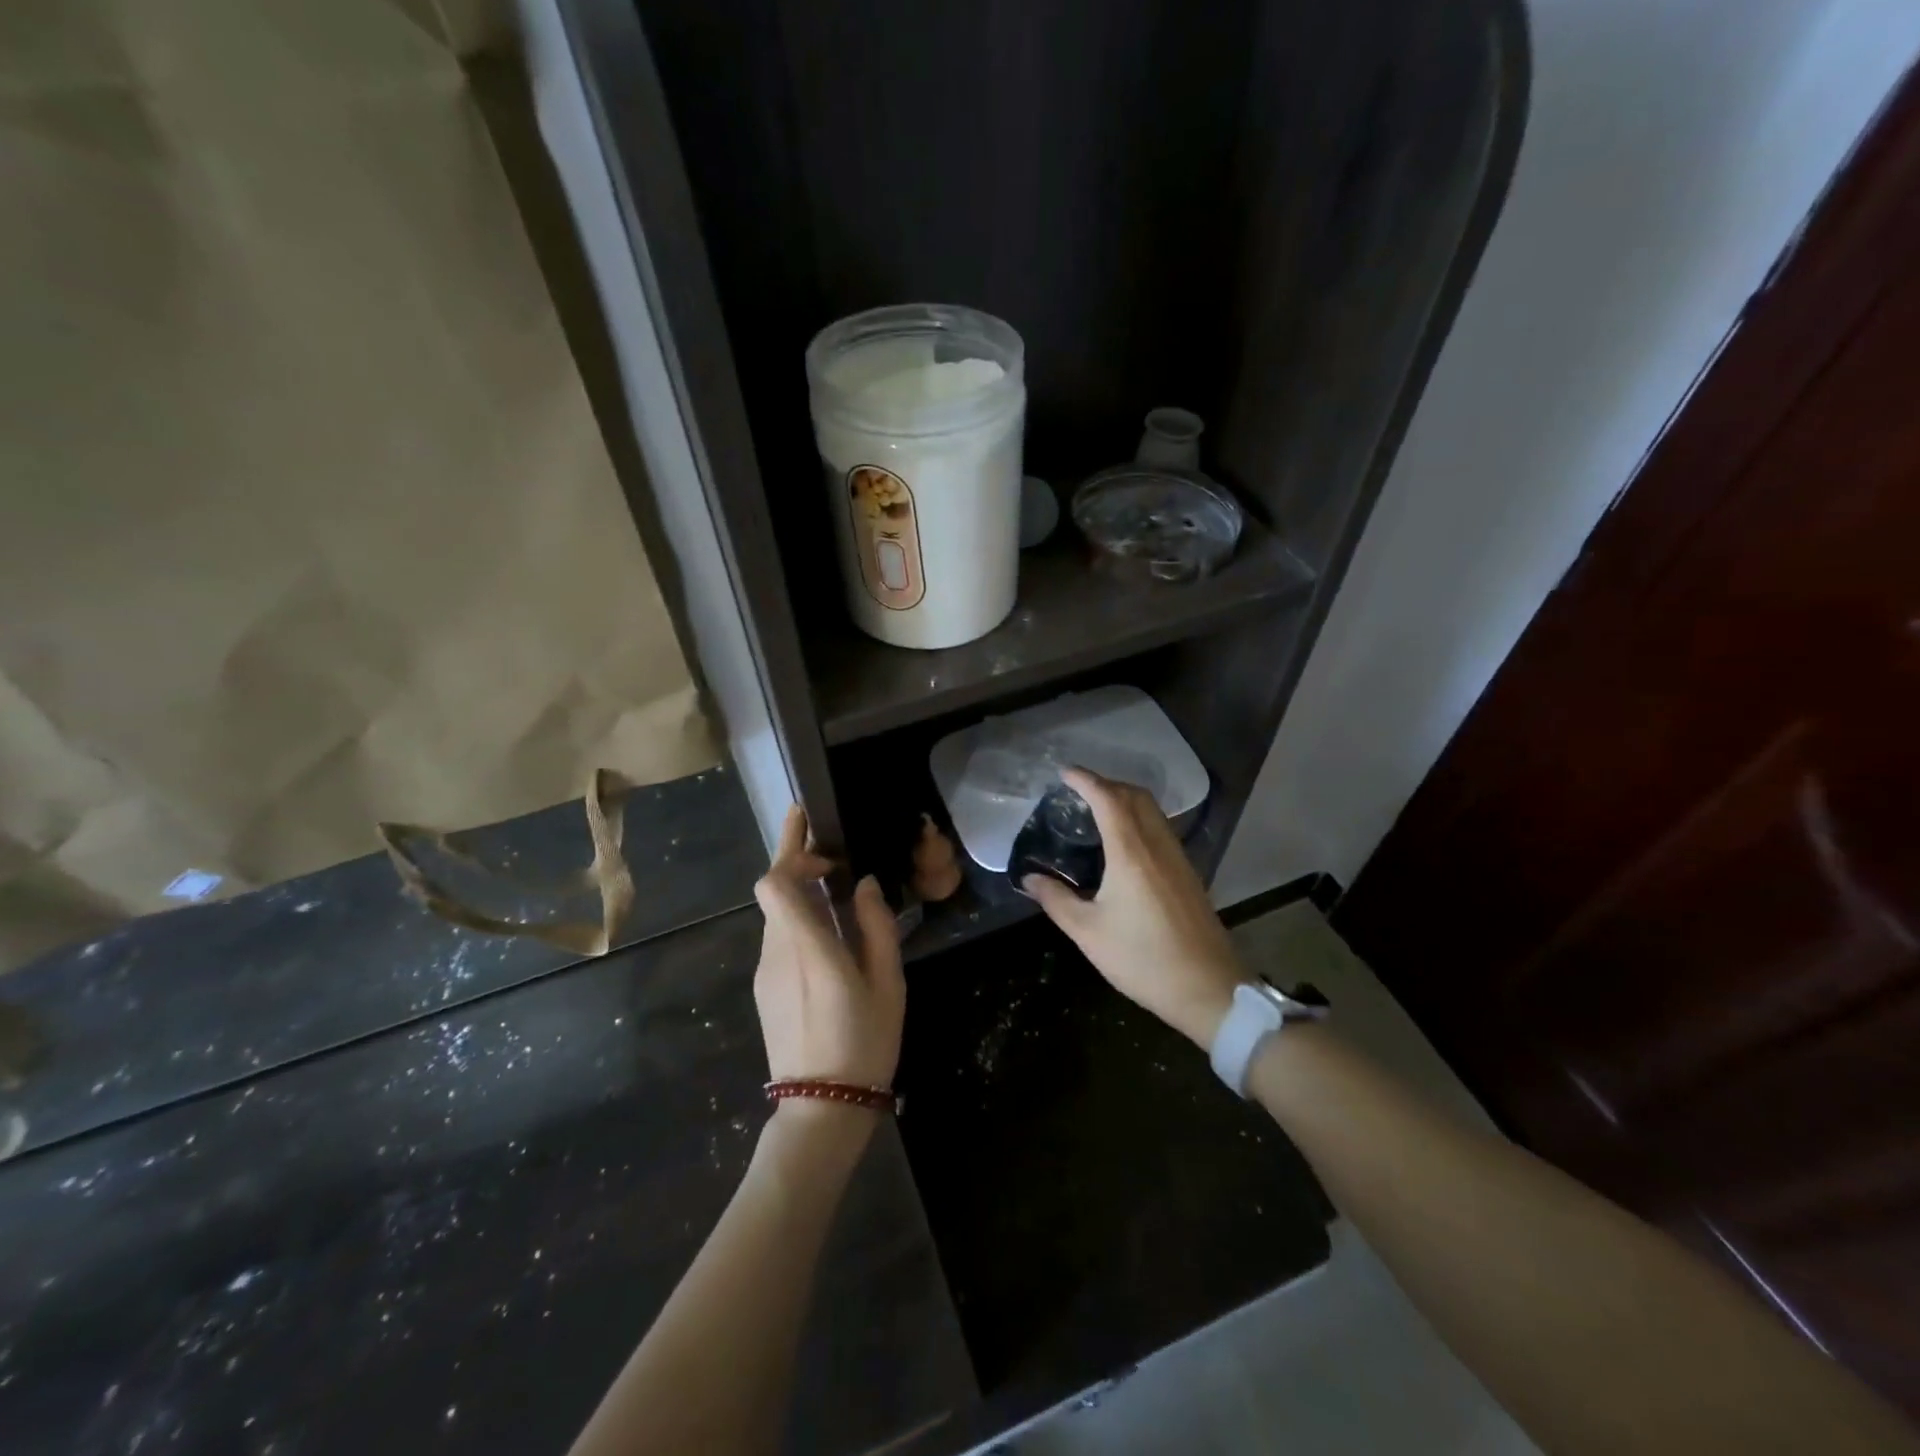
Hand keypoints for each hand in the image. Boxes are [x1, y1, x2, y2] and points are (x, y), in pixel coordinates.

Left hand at [752, 806, 905, 1092]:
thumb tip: (862, 885)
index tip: (815, 836)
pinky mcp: (766, 989)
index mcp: (808, 947)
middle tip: (820, 837)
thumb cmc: (864, 1042)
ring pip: (776, 914)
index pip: (774, 884)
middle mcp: (778, 952)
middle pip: (772, 891)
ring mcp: (767, 972)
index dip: (789, 852)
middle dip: (793, 857)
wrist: (821, 1109)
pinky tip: (828, 930)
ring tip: (835, 885)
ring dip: (799, 890)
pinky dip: (797, 917)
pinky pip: (779, 938)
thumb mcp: (887, 983)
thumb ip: (876, 927)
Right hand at [1023, 768, 1243, 1048]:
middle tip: (1077, 792)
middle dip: (1106, 784)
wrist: (1209, 989)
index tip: (1064, 772)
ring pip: (1152, 811)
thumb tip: (1030, 878)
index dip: (1085, 780)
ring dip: (1125, 799)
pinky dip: (1138, 819)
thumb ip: (1056, 900)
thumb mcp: (1088, 932)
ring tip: (1096, 812)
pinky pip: (1160, 828)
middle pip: (1134, 796)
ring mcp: (1178, 858)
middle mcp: (1157, 845)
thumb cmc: (1143, 959)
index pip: (1108, 799)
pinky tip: (1123, 843)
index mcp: (1131, 853)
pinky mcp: (1188, 873)